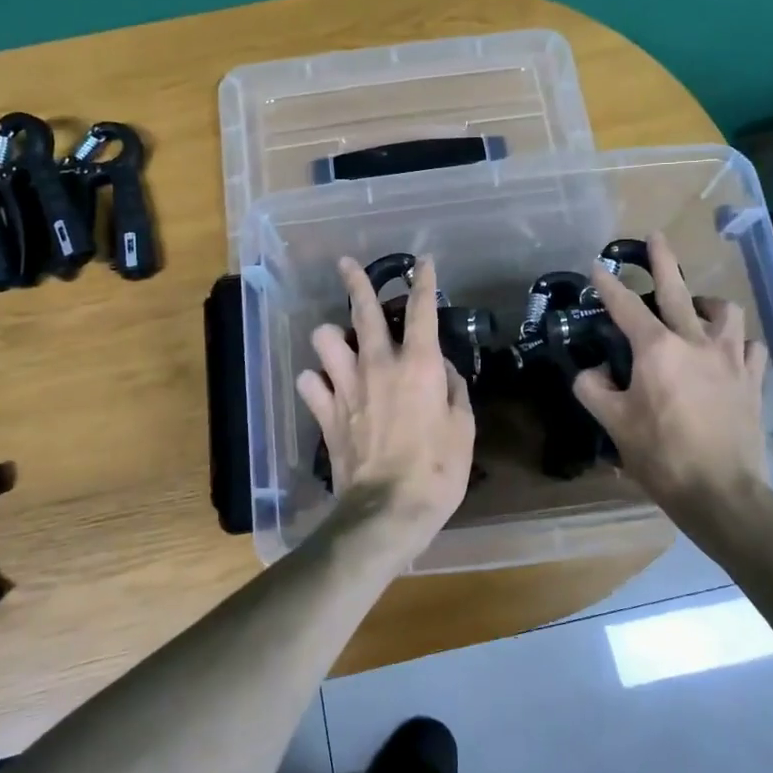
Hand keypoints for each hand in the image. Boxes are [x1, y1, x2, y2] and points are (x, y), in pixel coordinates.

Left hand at [297, 256, 475, 553]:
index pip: (422, 311)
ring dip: (331, 336)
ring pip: (325, 340)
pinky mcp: (325, 413)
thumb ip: (454, 392)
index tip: (423, 262)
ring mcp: (346, 387)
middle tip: (346, 264)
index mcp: (418, 365)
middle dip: (356, 281)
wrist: (387, 510)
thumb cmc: (438, 470)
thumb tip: (443, 372)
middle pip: (363, 311)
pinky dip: (315, 382)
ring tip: (338, 341)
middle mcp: (378, 365)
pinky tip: (323, 387)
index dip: (425, 282)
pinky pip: (309, 383)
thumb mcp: (463, 429)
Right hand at [573, 233, 772, 543]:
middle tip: (656, 236)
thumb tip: (593, 371)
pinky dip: (739, 342)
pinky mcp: (753, 380)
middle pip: (678, 290)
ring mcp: (731, 359)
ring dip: (708, 303)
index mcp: (657, 350)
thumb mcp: (613, 424)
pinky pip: (751, 348)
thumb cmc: (662, 456)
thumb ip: (593, 389)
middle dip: (662, 261)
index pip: (626, 307)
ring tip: (698, 306)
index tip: (596, 265)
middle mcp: (696, 342)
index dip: (607, 285)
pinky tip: (731, 350)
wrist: (722, 492)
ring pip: (725, 313)